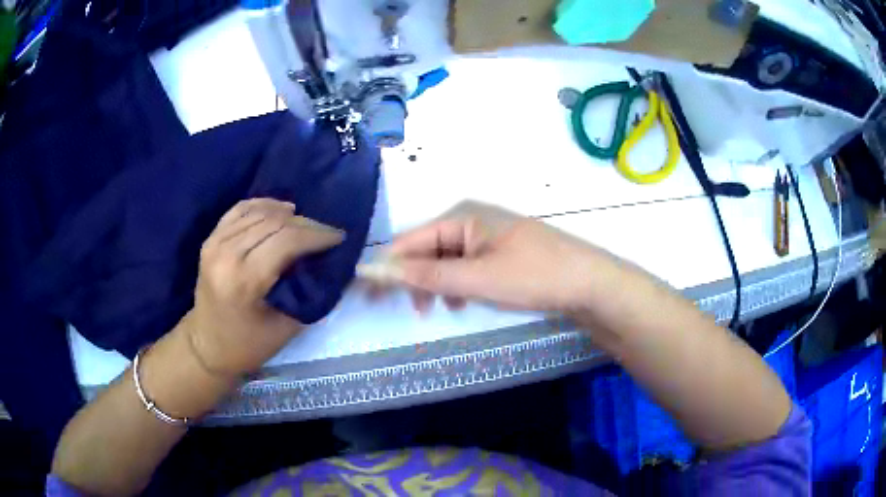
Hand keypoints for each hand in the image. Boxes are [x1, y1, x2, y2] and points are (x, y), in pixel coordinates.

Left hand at [187, 198, 342, 376]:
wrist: (207, 345)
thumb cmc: (247, 345)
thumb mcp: (285, 328)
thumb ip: (307, 294)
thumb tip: (329, 266)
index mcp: (244, 280)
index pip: (286, 241)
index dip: (316, 235)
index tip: (338, 237)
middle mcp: (226, 255)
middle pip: (274, 223)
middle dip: (306, 224)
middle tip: (326, 233)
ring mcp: (214, 243)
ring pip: (259, 212)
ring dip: (287, 214)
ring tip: (306, 224)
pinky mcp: (210, 240)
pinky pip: (240, 210)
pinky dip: (263, 205)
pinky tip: (280, 210)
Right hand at [362, 201, 611, 312]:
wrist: (589, 282)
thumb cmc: (534, 276)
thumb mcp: (477, 279)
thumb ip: (426, 275)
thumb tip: (376, 269)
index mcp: (461, 216)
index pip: (409, 241)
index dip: (387, 268)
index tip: (368, 296)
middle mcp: (470, 218)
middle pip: (426, 249)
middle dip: (414, 279)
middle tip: (412, 311)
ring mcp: (486, 234)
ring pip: (445, 260)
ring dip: (436, 284)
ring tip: (439, 310)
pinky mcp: (499, 250)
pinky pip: (464, 265)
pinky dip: (456, 284)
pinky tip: (461, 301)